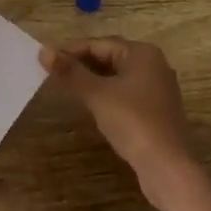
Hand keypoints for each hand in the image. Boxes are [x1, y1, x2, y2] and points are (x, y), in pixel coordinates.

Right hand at [40, 37, 202, 208]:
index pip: (99, 44)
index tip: (46, 58)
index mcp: (142, 53)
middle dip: (81, 64)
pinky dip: (106, 94)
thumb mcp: (97, 95)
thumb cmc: (132, 121)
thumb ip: (71, 72)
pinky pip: (125, 93)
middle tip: (52, 72)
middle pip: (110, 57)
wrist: (167, 166)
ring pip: (117, 76)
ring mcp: (157, 88)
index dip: (71, 50)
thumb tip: (43, 51)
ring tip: (66, 86)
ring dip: (92, 79)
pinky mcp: (156, 110)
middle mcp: (153, 65)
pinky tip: (90, 103)